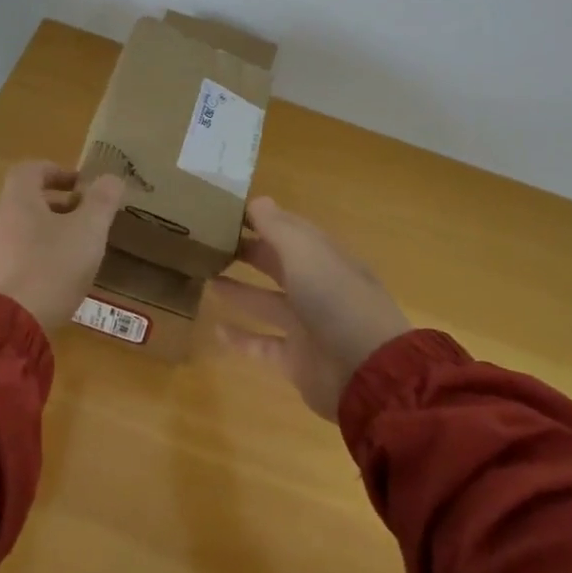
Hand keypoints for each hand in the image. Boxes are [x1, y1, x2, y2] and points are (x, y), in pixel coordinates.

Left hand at [0, 161, 125, 331]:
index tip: (78, 185)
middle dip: (48, 208)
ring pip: (3, 236)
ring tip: (55, 255)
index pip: (29, 171)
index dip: (54, 172)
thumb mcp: (88, 232)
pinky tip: (37, 287)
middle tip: (76, 222)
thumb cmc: (49, 269)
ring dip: (29, 238)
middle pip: (16, 204)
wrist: (2, 329)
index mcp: (15, 202)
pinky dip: (17, 268)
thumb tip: (112, 177)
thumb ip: (102, 201)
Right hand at [210, 196, 412, 417]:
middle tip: (209, 244)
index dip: (262, 219)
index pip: (290, 230)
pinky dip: (240, 339)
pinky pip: (262, 345)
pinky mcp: (296, 361)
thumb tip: (256, 201)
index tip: (227, 211)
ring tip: (206, 278)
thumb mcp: (305, 253)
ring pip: (267, 303)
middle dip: (249, 252)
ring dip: (239, 291)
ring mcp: (307, 326)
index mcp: (323, 257)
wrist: (365, 371)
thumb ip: (278, 227)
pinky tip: (215, 329)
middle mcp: (316, 287)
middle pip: (277, 264)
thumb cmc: (334, 299)